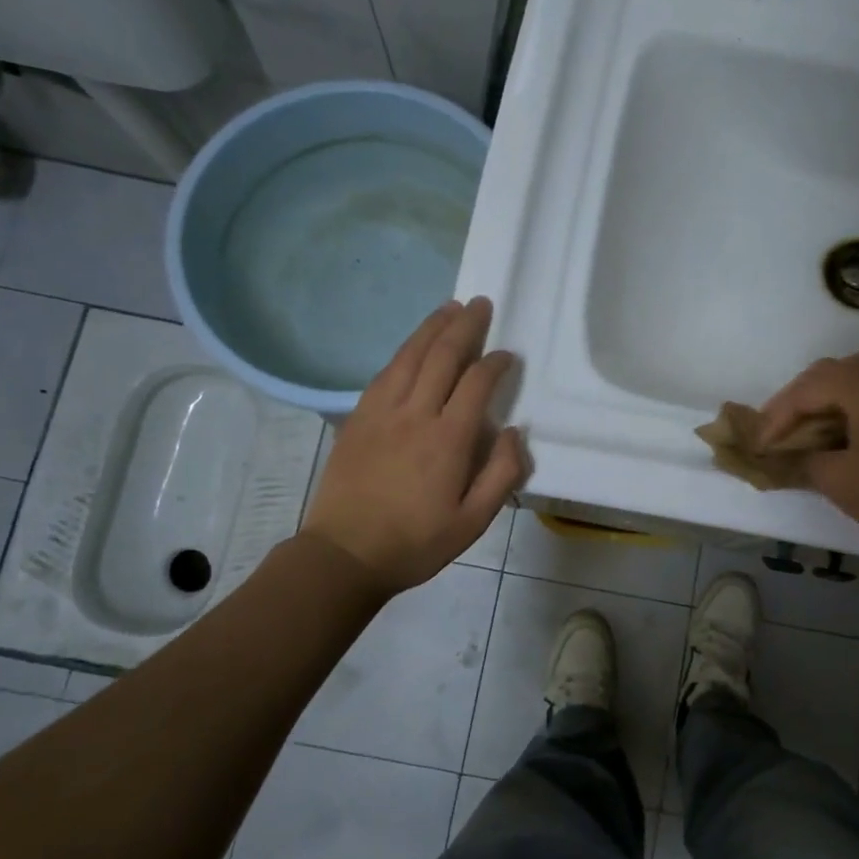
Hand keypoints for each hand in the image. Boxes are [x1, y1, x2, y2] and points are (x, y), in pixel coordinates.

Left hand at [302, 297, 527, 592]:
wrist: (344, 554)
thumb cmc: (415, 543)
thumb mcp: (473, 522)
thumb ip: (502, 475)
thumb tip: (515, 432)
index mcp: (448, 439)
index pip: (477, 383)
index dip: (495, 363)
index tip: (508, 355)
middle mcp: (415, 414)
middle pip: (442, 356)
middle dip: (465, 326)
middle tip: (480, 304)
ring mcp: (381, 412)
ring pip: (410, 356)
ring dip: (432, 327)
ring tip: (449, 308)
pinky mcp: (358, 417)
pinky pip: (384, 372)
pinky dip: (404, 351)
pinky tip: (412, 346)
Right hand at [757, 351, 858, 555]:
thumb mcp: (837, 479)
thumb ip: (802, 461)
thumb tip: (783, 458)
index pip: (804, 390)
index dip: (776, 418)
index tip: (759, 445)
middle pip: (827, 374)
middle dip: (797, 401)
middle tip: (777, 431)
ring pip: (853, 378)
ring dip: (824, 400)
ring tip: (807, 429)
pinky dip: (850, 405)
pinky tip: (844, 432)